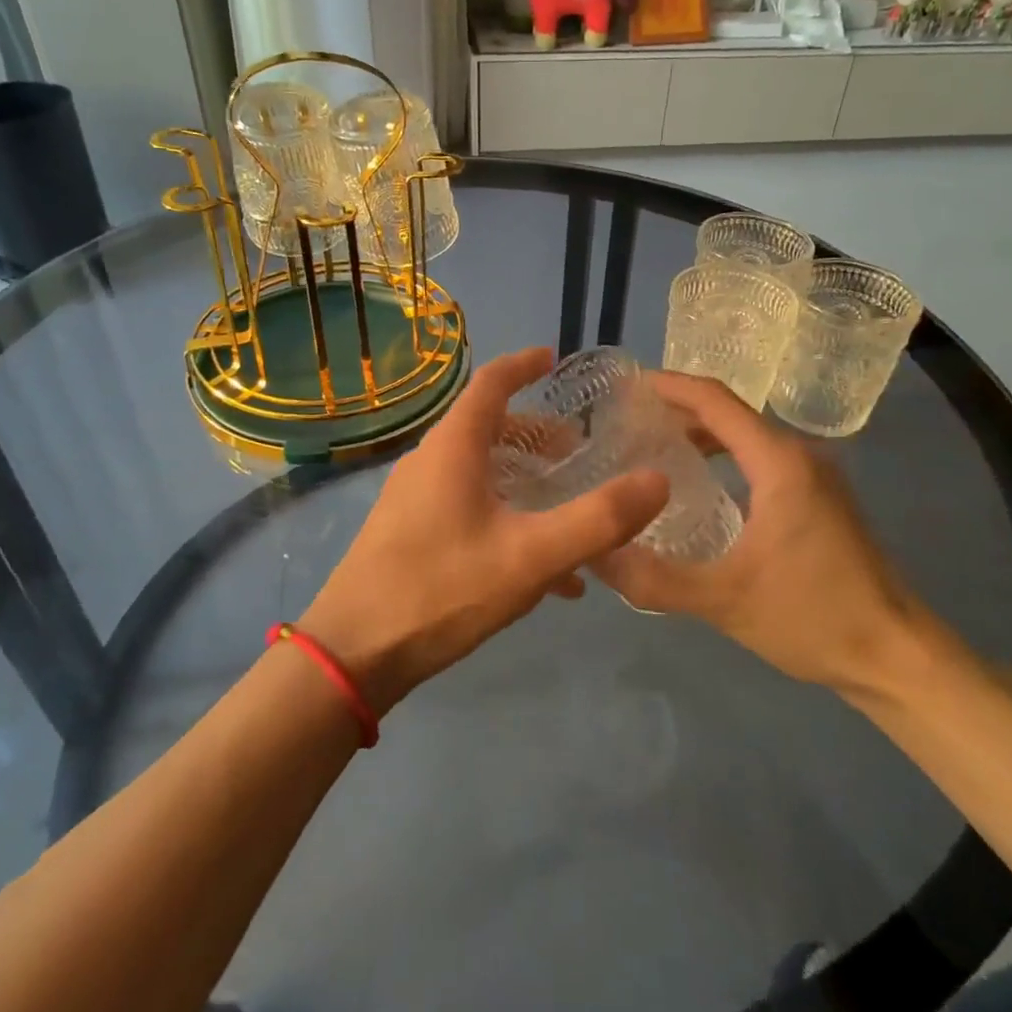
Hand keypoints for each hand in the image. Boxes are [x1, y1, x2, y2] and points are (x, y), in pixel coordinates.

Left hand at [300, 348, 668, 713]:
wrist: (354, 653)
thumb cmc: (442, 589)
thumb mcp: (531, 557)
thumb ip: (598, 520)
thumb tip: (658, 480)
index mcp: (454, 447)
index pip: (491, 383)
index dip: (524, 365)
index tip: (554, 358)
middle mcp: (430, 461)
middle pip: (489, 429)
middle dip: (538, 436)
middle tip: (579, 454)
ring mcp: (414, 498)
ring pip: (480, 471)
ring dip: (525, 482)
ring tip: (568, 511)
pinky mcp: (408, 533)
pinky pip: (467, 507)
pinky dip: (505, 517)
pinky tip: (541, 571)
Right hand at [593, 372, 924, 696]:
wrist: (896, 656)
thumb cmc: (813, 617)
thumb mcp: (723, 600)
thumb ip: (653, 577)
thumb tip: (593, 553)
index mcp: (778, 463)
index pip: (715, 401)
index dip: (669, 386)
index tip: (626, 386)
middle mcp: (799, 456)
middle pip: (729, 413)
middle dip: (677, 410)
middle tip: (626, 423)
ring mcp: (815, 477)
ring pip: (747, 436)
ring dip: (701, 435)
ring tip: (651, 449)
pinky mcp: (821, 499)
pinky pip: (761, 459)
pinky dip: (724, 457)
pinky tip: (699, 486)